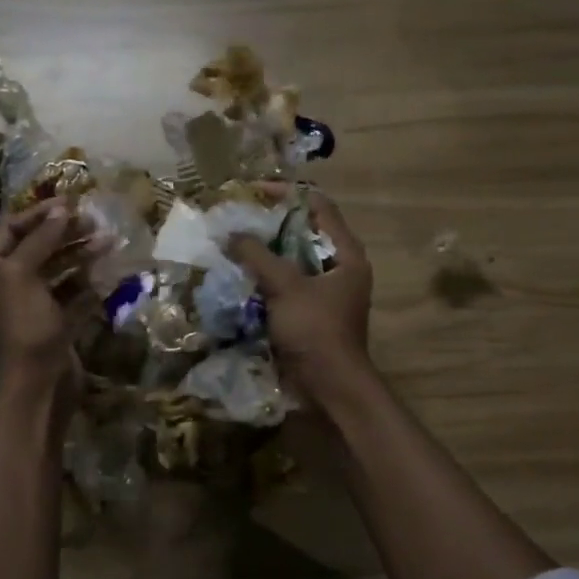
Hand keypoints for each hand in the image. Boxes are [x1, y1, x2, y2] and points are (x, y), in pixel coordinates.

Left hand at [0, 202, 91, 403]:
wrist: (39, 384)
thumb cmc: (23, 326)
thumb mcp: (22, 275)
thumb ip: (40, 240)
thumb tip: (61, 211)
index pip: (9, 230)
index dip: (37, 214)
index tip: (69, 204)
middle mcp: (7, 286)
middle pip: (35, 248)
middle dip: (63, 233)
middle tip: (93, 222)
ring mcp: (33, 306)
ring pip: (57, 270)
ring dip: (81, 254)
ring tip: (108, 242)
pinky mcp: (56, 323)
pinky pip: (73, 294)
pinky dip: (88, 282)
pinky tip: (107, 271)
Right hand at [228, 192, 374, 410]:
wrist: (330, 387)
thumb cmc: (316, 331)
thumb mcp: (287, 288)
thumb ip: (259, 256)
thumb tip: (231, 233)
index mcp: (346, 254)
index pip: (318, 206)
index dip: (286, 194)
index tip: (253, 192)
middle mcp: (338, 268)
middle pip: (303, 232)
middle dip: (269, 224)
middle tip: (237, 218)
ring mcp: (323, 292)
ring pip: (291, 260)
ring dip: (264, 253)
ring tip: (232, 243)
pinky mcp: (308, 313)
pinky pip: (284, 285)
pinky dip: (264, 278)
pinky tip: (238, 275)